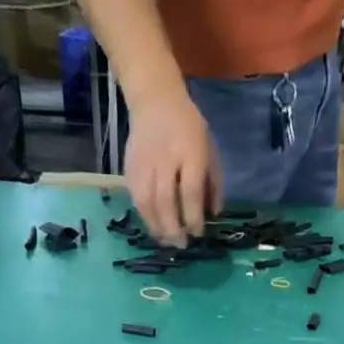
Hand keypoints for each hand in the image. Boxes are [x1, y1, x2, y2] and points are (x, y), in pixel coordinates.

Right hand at [123, 88, 220, 246]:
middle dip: (174, 228)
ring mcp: (144, 163)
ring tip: (166, 241)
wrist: (155, 99)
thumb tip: (213, 214)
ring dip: (157, 227)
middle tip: (181, 244)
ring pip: (147, 202)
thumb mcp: (209, 149)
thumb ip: (213, 182)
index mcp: (190, 152)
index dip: (193, 217)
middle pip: (166, 201)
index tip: (198, 233)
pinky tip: (154, 226)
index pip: (190, 192)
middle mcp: (165, 158)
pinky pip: (136, 198)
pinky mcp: (130, 167)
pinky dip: (145, 216)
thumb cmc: (188, 127)